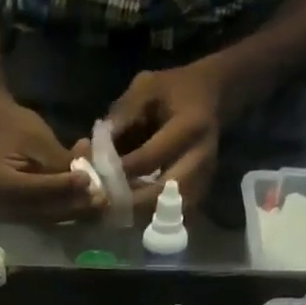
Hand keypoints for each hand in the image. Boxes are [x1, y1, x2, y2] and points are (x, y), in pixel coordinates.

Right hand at [0, 100, 105, 222]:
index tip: (87, 180)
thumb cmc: (17, 127)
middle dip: (75, 205)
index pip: (36, 190)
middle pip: (44, 211)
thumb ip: (60, 162)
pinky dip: (70, 209)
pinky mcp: (23, 217)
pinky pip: (50, 218)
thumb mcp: (39, 138)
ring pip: (50, 218)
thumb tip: (87, 182)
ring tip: (100, 202)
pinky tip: (89, 201)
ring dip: (77, 211)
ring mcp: (12, 216)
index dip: (62, 186)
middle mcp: (2, 207)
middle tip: (101, 199)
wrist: (0, 130)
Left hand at [109, 61, 225, 213]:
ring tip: (111, 212)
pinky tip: (127, 211)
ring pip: (166, 212)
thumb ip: (122, 116)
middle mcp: (201, 159)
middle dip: (129, 203)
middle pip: (161, 195)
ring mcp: (203, 180)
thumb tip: (93, 151)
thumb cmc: (174, 90)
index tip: (96, 177)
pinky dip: (148, 216)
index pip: (150, 158)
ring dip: (137, 215)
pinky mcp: (199, 194)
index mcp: (190, 126)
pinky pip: (171, 215)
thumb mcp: (146, 88)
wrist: (212, 96)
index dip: (120, 171)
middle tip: (102, 205)